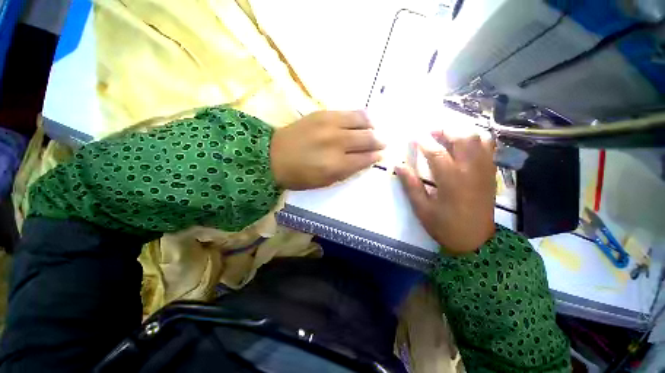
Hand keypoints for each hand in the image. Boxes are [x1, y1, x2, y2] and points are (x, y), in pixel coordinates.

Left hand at [270, 110, 384, 189]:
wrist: (272, 156)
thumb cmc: (299, 175)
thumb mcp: (324, 182)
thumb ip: (346, 171)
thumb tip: (364, 161)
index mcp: (335, 165)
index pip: (364, 159)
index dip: (375, 157)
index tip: (380, 155)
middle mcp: (336, 142)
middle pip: (366, 139)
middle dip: (378, 141)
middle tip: (382, 143)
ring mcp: (329, 125)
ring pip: (361, 121)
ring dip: (371, 127)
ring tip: (373, 130)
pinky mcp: (322, 114)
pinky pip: (348, 112)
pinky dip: (360, 117)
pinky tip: (363, 120)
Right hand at [396, 131, 495, 253]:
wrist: (475, 241)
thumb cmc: (444, 225)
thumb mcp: (422, 208)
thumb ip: (411, 185)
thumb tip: (399, 165)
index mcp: (451, 179)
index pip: (436, 152)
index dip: (422, 141)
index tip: (412, 136)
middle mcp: (471, 169)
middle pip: (462, 137)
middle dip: (444, 130)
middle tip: (430, 132)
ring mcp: (484, 170)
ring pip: (479, 138)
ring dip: (461, 131)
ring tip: (446, 136)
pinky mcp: (491, 173)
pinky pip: (489, 147)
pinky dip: (476, 139)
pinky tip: (463, 144)